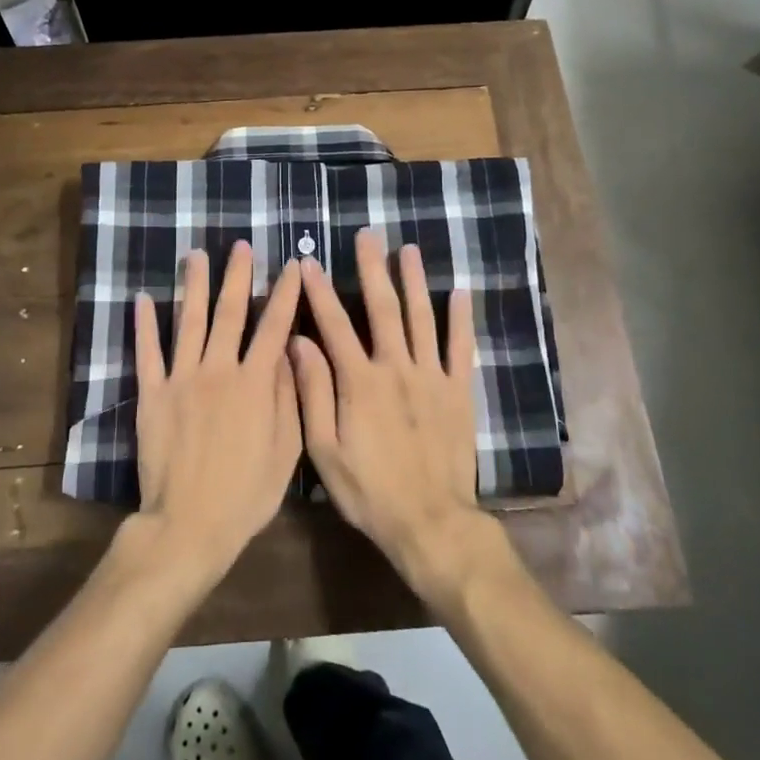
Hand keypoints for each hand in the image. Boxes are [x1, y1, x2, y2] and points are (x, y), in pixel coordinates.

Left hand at [131, 242, 303, 591]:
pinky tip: (144, 299)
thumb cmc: (246, 494)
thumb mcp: (286, 451)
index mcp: (255, 383)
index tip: (292, 267)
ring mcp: (182, 379)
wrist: (190, 523)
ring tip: (196, 255)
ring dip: (195, 286)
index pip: (274, 327)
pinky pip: (148, 352)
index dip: (285, 294)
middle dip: (238, 276)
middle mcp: (218, 370)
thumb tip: (288, 351)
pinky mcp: (152, 394)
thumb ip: (288, 396)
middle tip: (241, 246)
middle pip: (230, 313)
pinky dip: (145, 324)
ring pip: (190, 322)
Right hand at [292, 230, 503, 604]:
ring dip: (414, 281)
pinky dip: (460, 319)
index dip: (319, 291)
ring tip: (408, 250)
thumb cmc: (370, 491)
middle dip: (372, 269)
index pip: (334, 325)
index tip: (308, 262)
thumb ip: (312, 394)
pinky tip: (459, 292)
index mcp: (360, 382)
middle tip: (368, 236)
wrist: (431, 523)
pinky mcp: (457, 392)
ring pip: (422, 318)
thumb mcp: (325, 450)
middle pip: (383, 309)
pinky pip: (460, 348)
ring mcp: (432, 377)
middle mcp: (396, 368)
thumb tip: (298, 344)